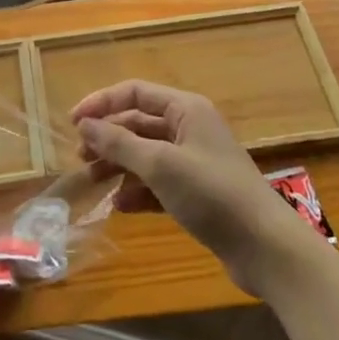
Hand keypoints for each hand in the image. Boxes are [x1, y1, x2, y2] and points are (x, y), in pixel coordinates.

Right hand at [72, 80, 324, 295]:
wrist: (265, 247)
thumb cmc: (212, 194)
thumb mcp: (160, 165)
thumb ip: (119, 143)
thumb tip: (85, 125)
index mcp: (186, 109)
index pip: (134, 92)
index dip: (101, 103)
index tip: (72, 123)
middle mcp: (190, 128)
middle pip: (138, 123)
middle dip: (108, 137)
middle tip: (80, 157)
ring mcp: (195, 161)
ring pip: (146, 154)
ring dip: (119, 165)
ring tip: (94, 182)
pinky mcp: (198, 192)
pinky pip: (159, 182)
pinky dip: (138, 190)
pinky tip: (120, 205)